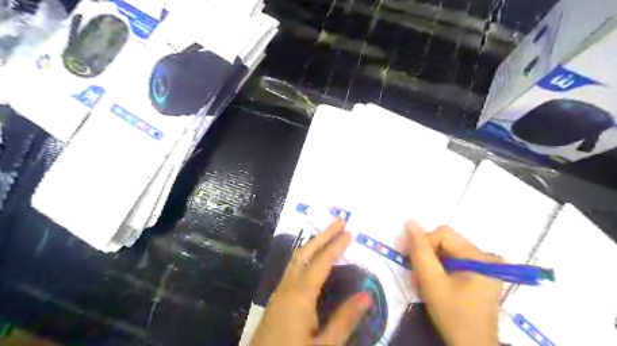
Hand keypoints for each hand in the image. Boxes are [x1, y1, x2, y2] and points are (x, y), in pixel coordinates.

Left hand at [248, 220, 373, 345]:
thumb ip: (345, 320)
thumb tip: (367, 295)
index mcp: (300, 295)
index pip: (322, 262)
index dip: (336, 245)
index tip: (349, 232)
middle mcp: (288, 286)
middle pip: (306, 252)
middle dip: (323, 235)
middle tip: (339, 221)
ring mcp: (279, 291)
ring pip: (296, 258)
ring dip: (313, 243)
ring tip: (327, 234)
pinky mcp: (276, 299)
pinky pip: (292, 268)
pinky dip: (305, 256)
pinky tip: (311, 260)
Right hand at [409, 220, 502, 345]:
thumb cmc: (453, 315)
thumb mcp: (432, 282)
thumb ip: (420, 251)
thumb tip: (409, 222)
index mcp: (479, 256)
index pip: (443, 234)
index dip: (422, 242)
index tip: (406, 256)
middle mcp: (486, 256)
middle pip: (445, 242)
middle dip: (425, 254)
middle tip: (412, 271)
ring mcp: (485, 265)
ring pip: (447, 251)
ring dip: (430, 262)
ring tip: (420, 280)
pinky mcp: (480, 273)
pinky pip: (453, 260)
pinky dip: (439, 268)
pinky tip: (432, 281)